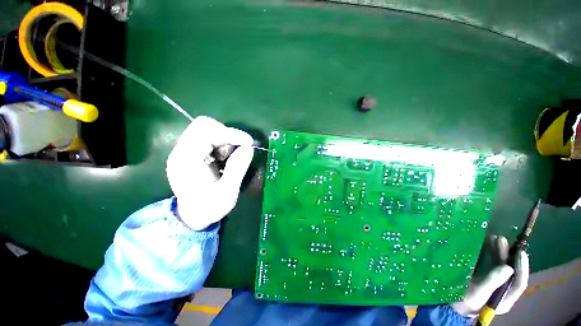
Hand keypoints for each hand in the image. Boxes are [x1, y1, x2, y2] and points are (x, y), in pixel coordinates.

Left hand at [166, 116, 253, 229]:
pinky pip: (208, 138)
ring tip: (229, 158)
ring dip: (224, 140)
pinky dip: (221, 144)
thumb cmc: (209, 208)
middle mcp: (181, 151)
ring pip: (207, 129)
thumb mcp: (227, 193)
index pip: (205, 131)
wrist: (192, 217)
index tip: (248, 143)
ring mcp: (185, 151)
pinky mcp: (191, 152)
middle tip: (238, 150)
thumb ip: (237, 169)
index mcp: (186, 161)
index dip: (229, 133)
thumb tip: (248, 147)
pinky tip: (224, 159)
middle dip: (227, 134)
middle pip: (204, 125)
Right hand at [451, 235, 528, 316]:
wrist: (448, 304)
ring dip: (500, 252)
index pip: (519, 283)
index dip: (522, 268)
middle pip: (511, 272)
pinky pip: (491, 264)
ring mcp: (494, 284)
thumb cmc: (463, 301)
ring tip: (495, 239)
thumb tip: (508, 267)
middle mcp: (503, 290)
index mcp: (505, 299)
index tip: (520, 252)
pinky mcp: (485, 277)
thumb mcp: (477, 293)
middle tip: (502, 240)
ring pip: (501, 266)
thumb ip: (492, 282)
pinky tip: (487, 245)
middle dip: (508, 256)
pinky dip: (490, 254)